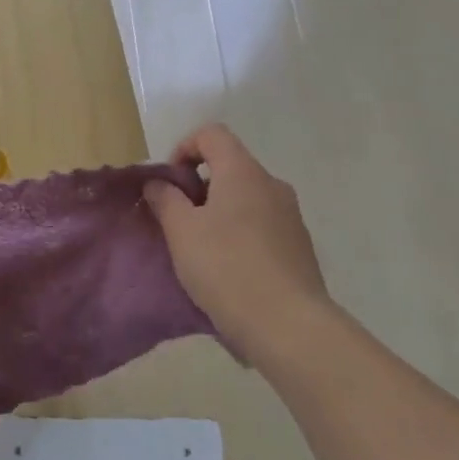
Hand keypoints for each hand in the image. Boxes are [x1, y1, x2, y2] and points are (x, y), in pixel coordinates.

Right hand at [144, 124, 330, 360]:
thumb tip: (159, 183)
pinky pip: (261, 225)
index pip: (212, 134)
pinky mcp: (299, 247)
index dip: (184, 148)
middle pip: (230, 167)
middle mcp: (272, 185)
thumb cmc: (226, 267)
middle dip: (199, 186)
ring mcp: (291, 216)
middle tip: (177, 221)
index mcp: (243, 172)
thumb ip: (165, 199)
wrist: (287, 325)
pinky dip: (239, 234)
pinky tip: (228, 270)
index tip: (169, 183)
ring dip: (219, 212)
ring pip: (246, 199)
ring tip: (200, 249)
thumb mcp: (181, 232)